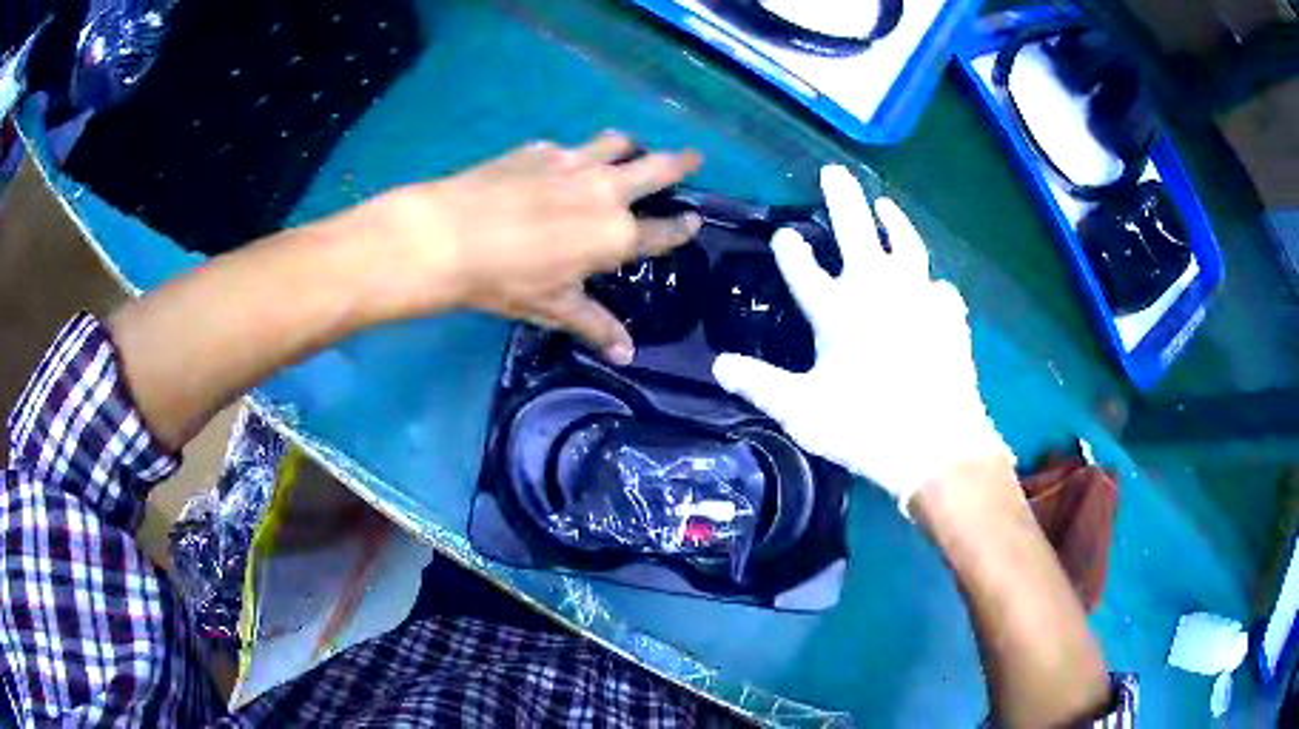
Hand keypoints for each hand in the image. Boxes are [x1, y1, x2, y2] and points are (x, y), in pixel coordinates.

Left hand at [381, 132, 701, 363]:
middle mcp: (606, 191)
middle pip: (657, 168)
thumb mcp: (554, 307)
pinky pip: (569, 147)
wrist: (449, 236)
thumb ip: (596, 325)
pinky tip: (557, 167)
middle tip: (693, 158)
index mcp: (616, 234)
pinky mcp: (540, 149)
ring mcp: (573, 163)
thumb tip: (627, 355)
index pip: (665, 230)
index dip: (683, 227)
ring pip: (618, 143)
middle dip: (681, 163)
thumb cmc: (507, 280)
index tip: (694, 219)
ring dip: (630, 147)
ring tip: (629, 151)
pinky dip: (575, 155)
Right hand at [712, 166, 1012, 514]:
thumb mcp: (802, 411)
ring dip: (893, 221)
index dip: (790, 249)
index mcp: (838, 310)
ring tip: (885, 204)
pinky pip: (940, 287)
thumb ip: (760, 384)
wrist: (938, 445)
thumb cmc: (865, 427)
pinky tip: (932, 284)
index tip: (783, 234)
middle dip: (842, 198)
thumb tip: (718, 365)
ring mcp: (919, 298)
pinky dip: (931, 281)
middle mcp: (878, 290)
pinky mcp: (949, 316)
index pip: (803, 268)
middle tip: (834, 172)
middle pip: (856, 230)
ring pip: (906, 244)